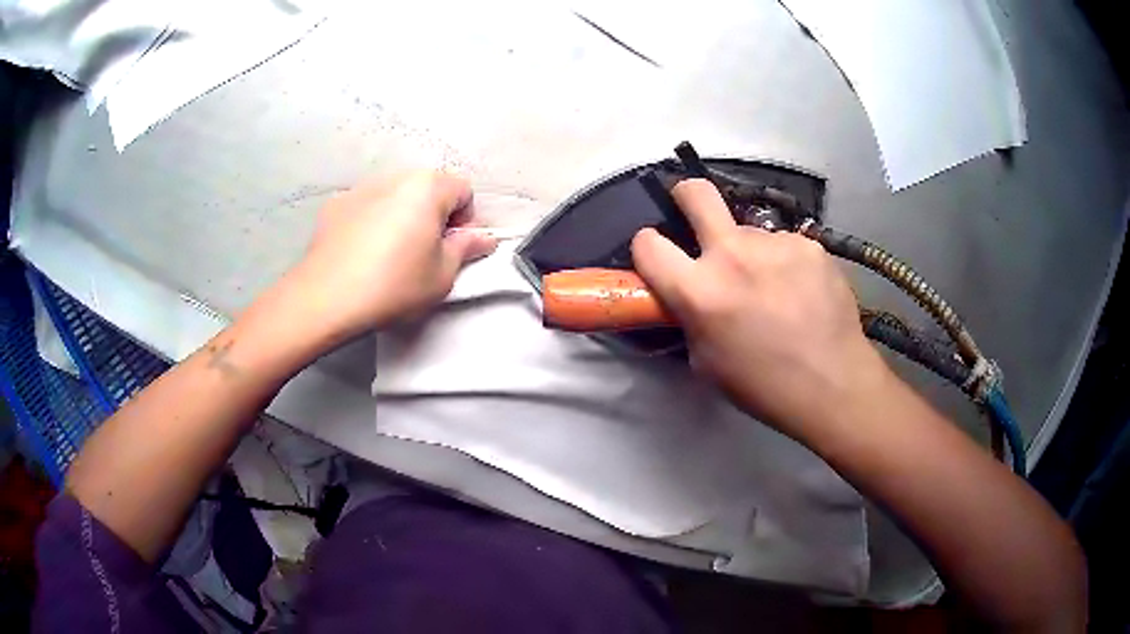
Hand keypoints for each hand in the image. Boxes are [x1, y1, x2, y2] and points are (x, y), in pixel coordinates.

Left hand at [283, 171, 496, 346]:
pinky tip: (361, 253)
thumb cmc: (394, 285)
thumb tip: (483, 237)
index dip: (465, 220)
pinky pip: (366, 207)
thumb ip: (466, 249)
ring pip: (395, 197)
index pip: (463, 190)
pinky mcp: (335, 205)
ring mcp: (360, 188)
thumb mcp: (442, 275)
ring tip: (388, 254)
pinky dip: (371, 222)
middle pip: (427, 189)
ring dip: (402, 216)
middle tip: (424, 253)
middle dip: (433, 215)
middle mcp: (394, 177)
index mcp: (427, 187)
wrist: (326, 298)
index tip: (452, 249)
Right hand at [631, 179, 891, 441]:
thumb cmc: (763, 386)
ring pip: (749, 232)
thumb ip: (690, 317)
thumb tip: (690, 295)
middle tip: (693, 212)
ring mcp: (776, 244)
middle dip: (685, 196)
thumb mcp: (706, 362)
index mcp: (700, 291)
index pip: (648, 244)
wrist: (833, 384)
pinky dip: (784, 263)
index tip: (658, 256)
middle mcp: (734, 255)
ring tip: (774, 288)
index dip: (647, 247)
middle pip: (696, 193)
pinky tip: (802, 291)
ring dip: (750, 252)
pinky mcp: (810, 245)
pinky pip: (783, 245)